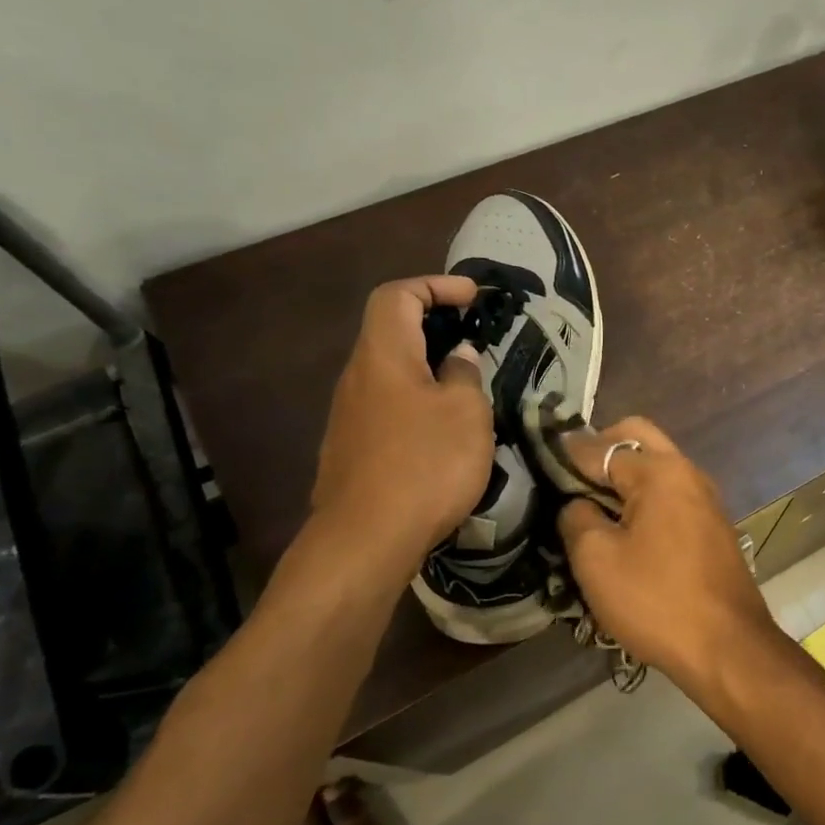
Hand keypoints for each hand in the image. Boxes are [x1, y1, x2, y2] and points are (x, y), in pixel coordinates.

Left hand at [310, 276, 493, 564]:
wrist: (367, 538)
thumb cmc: (425, 464)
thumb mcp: (466, 412)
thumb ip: (464, 375)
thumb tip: (457, 358)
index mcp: (383, 355)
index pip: (397, 296)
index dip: (435, 286)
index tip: (473, 298)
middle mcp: (358, 377)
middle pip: (390, 332)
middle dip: (434, 326)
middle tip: (475, 340)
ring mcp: (349, 416)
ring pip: (391, 373)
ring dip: (428, 369)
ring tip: (468, 388)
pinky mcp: (353, 450)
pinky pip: (388, 407)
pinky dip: (418, 402)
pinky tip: (444, 432)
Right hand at [558, 418, 781, 688]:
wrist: (727, 646)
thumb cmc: (656, 600)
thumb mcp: (597, 559)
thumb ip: (577, 517)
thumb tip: (576, 503)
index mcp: (660, 471)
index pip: (602, 446)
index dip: (566, 454)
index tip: (539, 464)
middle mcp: (688, 472)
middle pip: (638, 439)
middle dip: (600, 451)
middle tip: (568, 480)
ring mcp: (706, 498)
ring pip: (657, 467)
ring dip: (624, 476)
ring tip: (590, 506)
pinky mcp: (712, 526)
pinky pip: (671, 494)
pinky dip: (645, 498)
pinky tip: (624, 528)